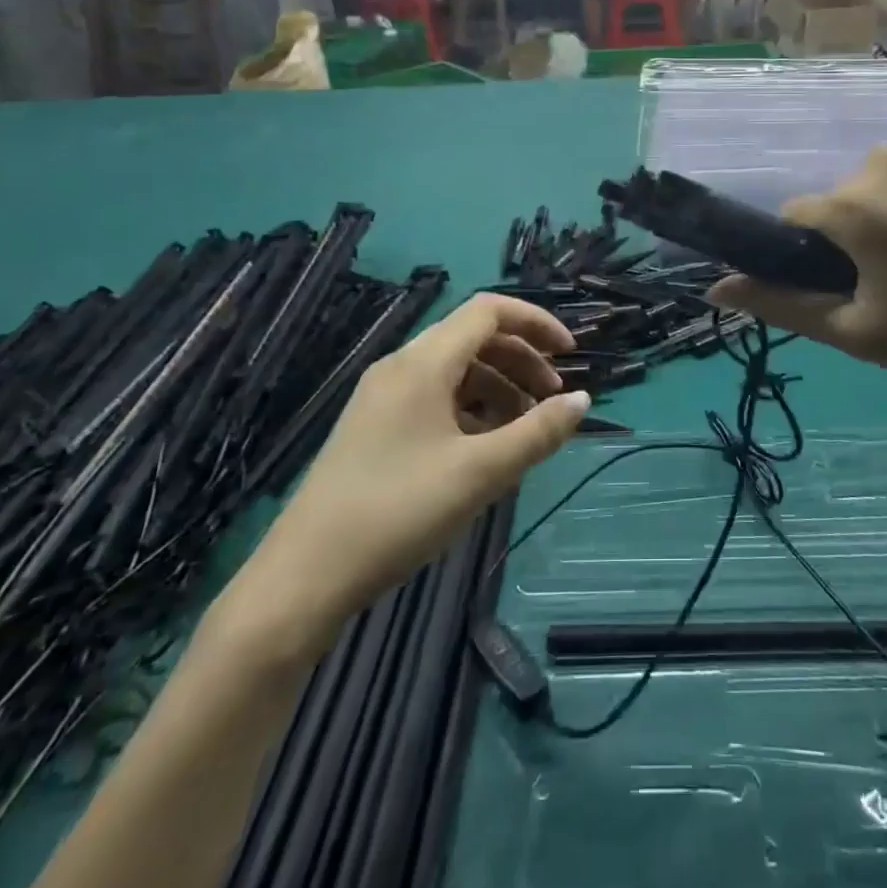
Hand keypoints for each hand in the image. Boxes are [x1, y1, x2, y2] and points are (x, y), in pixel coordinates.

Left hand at [224, 294, 585, 652]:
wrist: (304, 577)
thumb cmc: (398, 512)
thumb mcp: (480, 473)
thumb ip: (538, 432)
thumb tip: (582, 400)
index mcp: (423, 362)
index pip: (489, 311)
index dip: (536, 322)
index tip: (570, 354)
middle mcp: (401, 366)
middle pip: (474, 337)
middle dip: (522, 359)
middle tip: (552, 399)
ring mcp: (383, 396)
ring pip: (455, 369)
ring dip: (499, 385)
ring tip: (525, 428)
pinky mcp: (375, 425)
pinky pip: (435, 395)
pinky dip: (471, 407)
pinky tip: (485, 446)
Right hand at [707, 146, 886, 391]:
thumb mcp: (859, 330)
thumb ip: (783, 307)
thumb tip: (717, 289)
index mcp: (849, 202)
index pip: (791, 220)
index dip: (805, 260)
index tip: (842, 293)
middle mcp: (876, 162)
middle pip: (834, 208)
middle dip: (846, 246)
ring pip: (871, 195)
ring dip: (880, 229)